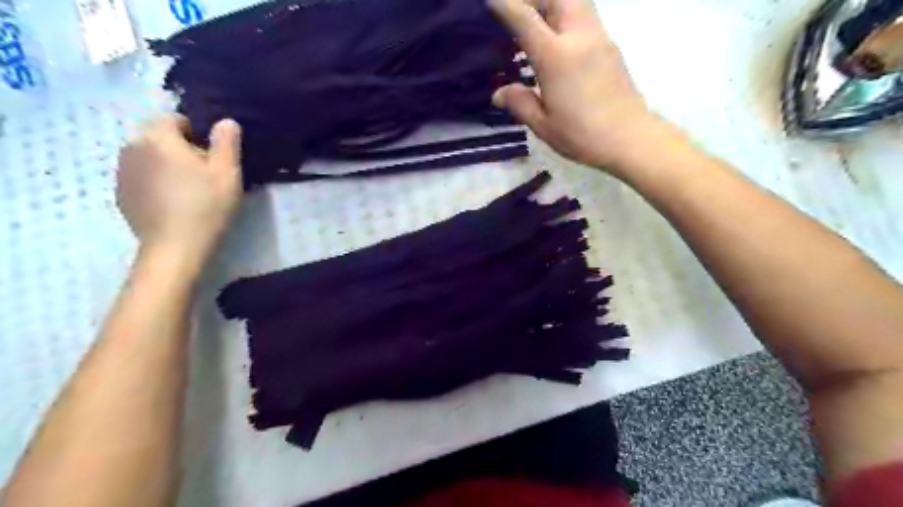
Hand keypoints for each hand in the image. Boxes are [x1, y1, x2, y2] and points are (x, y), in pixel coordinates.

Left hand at [115, 113, 242, 264]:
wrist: (175, 247)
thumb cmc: (206, 205)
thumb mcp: (228, 172)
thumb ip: (227, 141)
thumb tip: (226, 121)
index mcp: (158, 137)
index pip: (175, 119)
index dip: (197, 135)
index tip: (212, 159)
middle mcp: (132, 147)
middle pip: (160, 137)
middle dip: (180, 150)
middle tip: (204, 176)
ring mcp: (122, 172)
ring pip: (149, 158)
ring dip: (167, 166)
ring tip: (188, 191)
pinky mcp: (121, 194)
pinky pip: (141, 178)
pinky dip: (155, 184)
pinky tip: (173, 204)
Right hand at [492, 0, 661, 174]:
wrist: (630, 139)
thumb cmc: (582, 135)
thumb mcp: (543, 125)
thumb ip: (520, 103)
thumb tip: (498, 93)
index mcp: (556, 57)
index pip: (524, 17)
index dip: (504, 5)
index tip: (489, 1)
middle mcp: (579, 37)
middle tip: (516, 13)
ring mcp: (599, 38)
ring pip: (575, 2)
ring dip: (552, 4)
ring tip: (536, 25)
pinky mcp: (611, 47)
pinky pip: (585, 17)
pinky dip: (567, 17)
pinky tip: (559, 43)